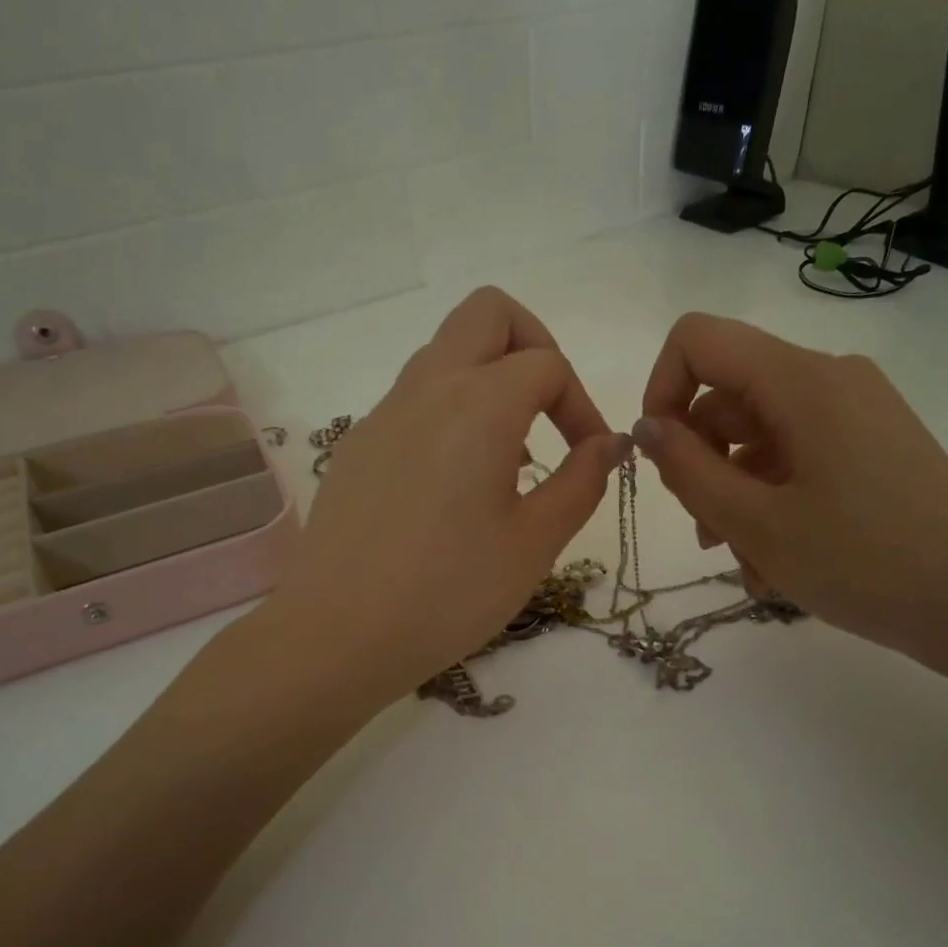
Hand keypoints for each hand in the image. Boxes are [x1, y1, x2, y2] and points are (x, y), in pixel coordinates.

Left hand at [270, 287, 629, 697]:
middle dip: (533, 344)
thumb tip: (609, 443)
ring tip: (507, 459)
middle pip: (487, 313)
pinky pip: (414, 398)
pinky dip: (450, 412)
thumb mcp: (534, 542)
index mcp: (478, 404)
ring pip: (445, 353)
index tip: (589, 457)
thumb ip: (581, 481)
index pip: (547, 363)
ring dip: (489, 380)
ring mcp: (383, 413)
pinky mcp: (358, 444)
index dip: (582, 404)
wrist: (338, 633)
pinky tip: (455, 485)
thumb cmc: (449, 591)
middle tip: (549, 409)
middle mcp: (427, 388)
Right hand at [633, 313, 947, 666]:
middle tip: (707, 534)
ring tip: (746, 564)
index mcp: (801, 380)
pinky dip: (772, 500)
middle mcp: (830, 380)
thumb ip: (687, 469)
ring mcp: (856, 413)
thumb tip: (646, 427)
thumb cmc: (864, 562)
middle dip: (701, 463)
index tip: (662, 459)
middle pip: (728, 397)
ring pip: (760, 436)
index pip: (698, 340)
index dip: (661, 391)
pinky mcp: (872, 446)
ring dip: (734, 494)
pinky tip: (776, 562)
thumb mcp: (755, 523)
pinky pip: (797, 456)